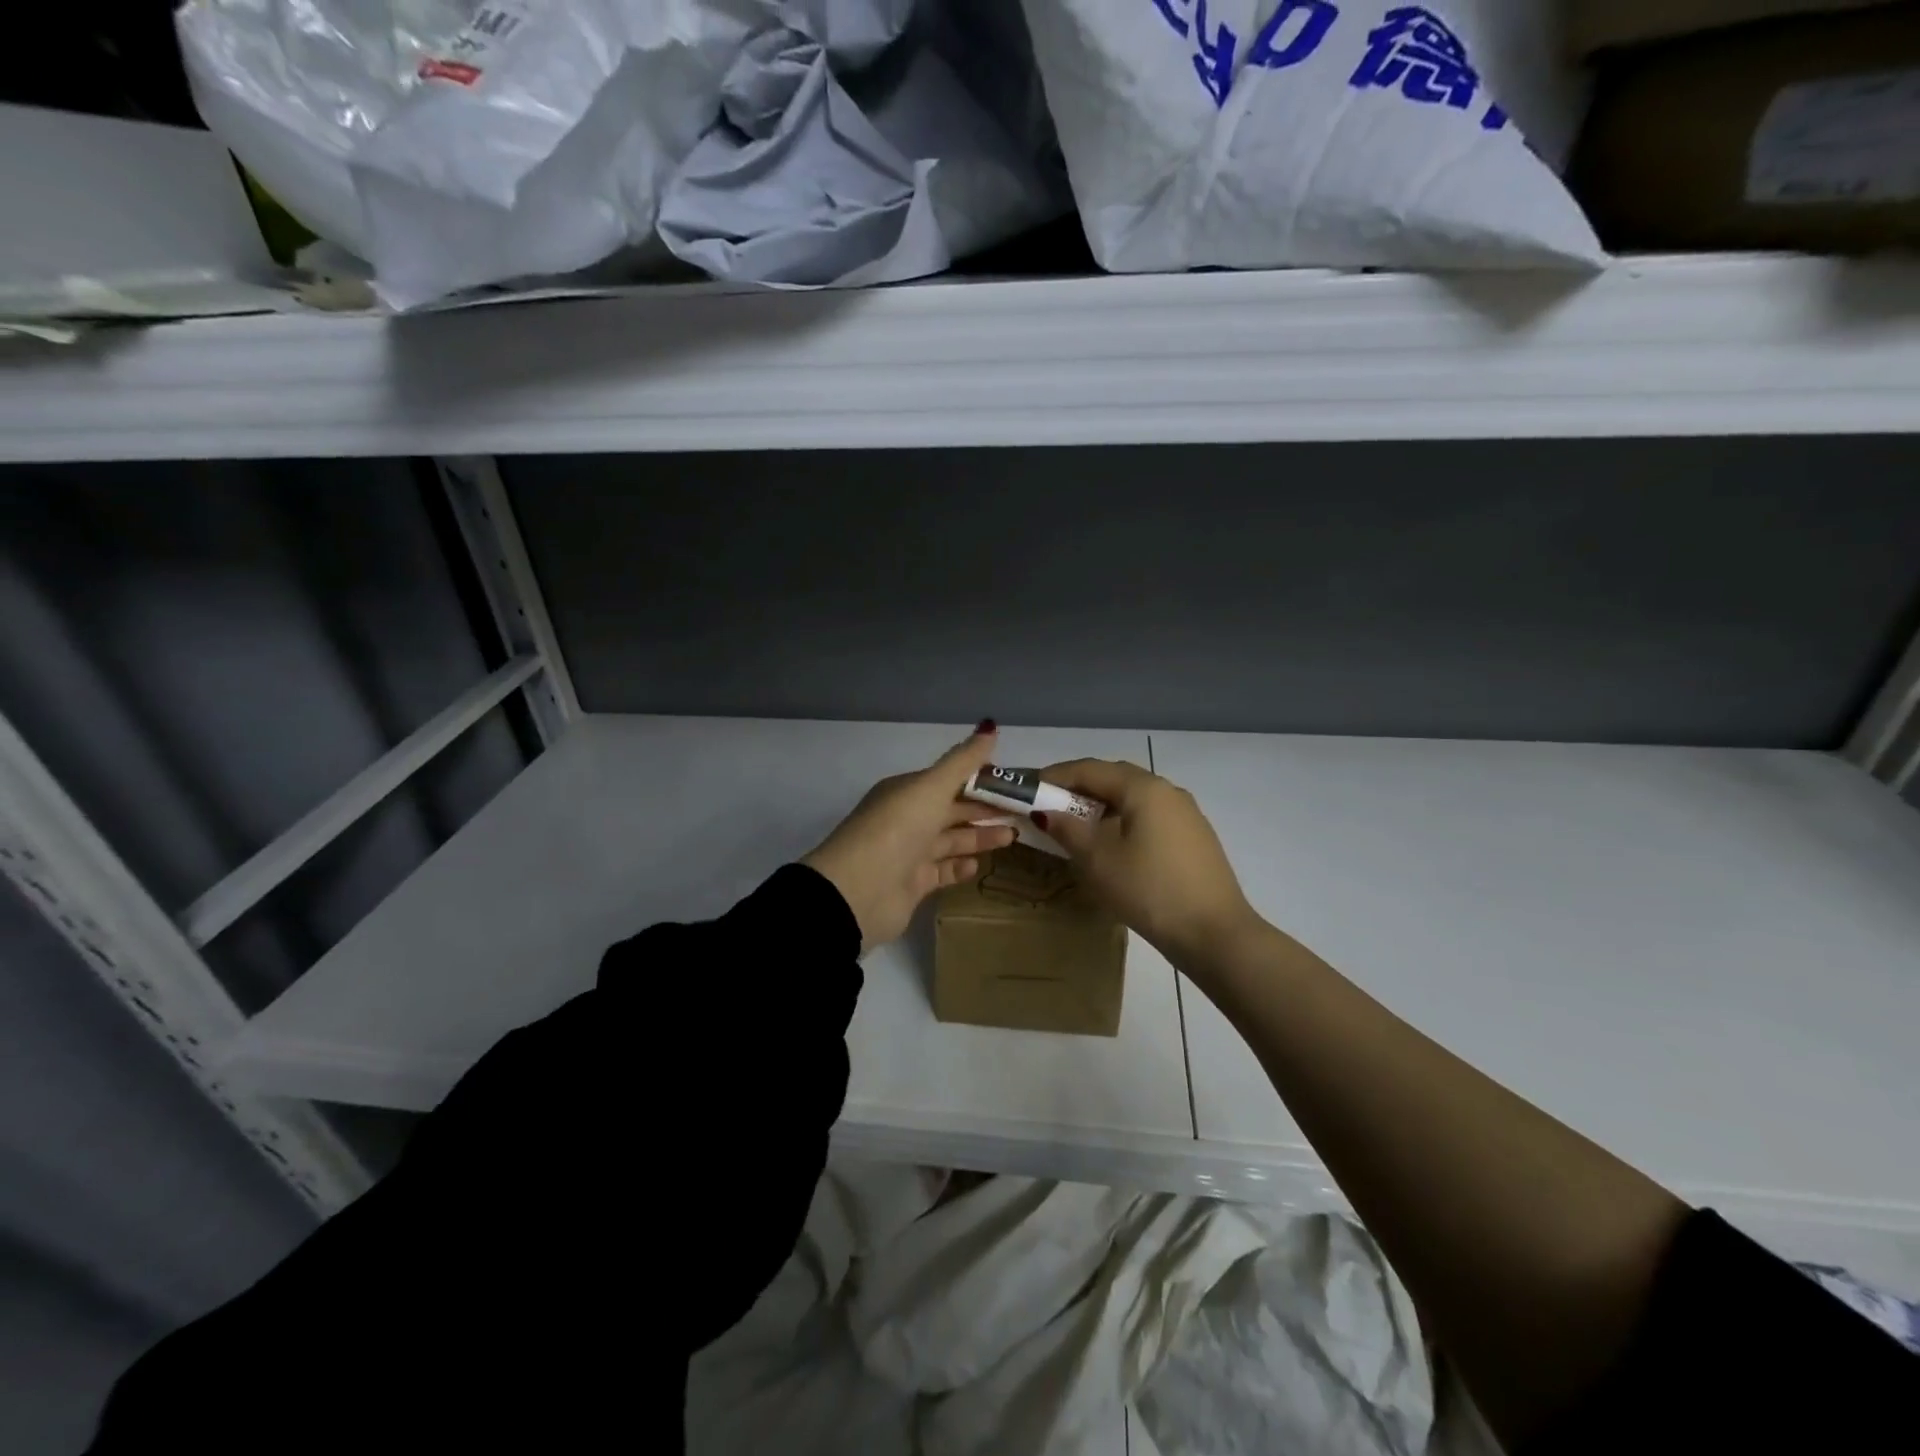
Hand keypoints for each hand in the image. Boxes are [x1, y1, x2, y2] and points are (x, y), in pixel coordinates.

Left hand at [803, 724, 1017, 954]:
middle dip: (985, 809)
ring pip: (951, 840)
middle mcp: (907, 819)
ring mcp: (909, 853)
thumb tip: (990, 726)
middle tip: (1023, 811)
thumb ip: (963, 761)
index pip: (949, 780)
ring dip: (980, 837)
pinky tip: (979, 865)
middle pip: (952, 810)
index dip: (980, 778)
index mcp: (907, 791)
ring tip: (1012, 837)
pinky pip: (943, 871)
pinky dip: (961, 866)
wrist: (859, 890)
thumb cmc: (898, 828)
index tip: (1013, 782)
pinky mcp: (913, 884)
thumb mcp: (931, 786)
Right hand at [1035, 759, 1262, 967]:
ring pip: (1133, 798)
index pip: (1090, 769)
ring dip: (1101, 805)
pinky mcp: (1194, 837)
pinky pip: (1149, 817)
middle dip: (1078, 788)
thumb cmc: (1149, 890)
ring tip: (1075, 826)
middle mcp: (1167, 790)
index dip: (1055, 775)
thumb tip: (1046, 812)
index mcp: (1143, 788)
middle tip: (1048, 805)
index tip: (1028, 787)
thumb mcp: (1098, 861)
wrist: (1215, 934)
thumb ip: (1068, 830)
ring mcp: (1185, 814)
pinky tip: (1112, 845)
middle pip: (1114, 778)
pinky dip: (1123, 821)